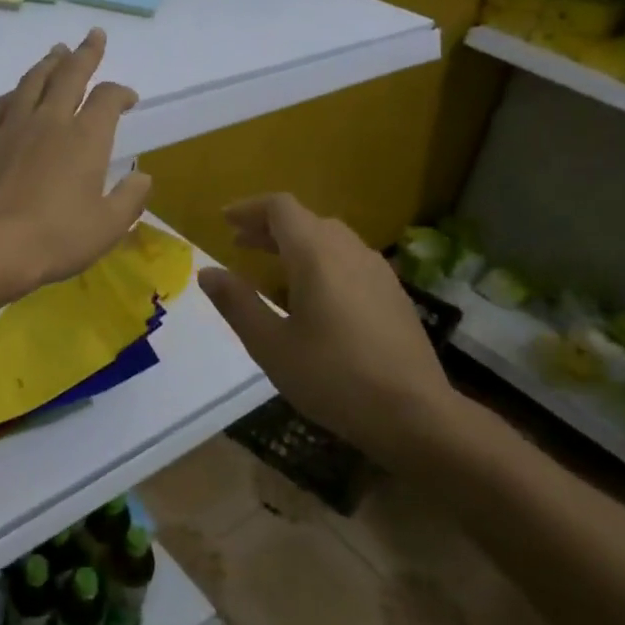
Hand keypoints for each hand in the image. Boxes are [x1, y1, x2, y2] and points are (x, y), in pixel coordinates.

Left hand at [0, 29, 152, 292]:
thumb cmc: (57, 238)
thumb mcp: (108, 226)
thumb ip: (130, 198)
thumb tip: (142, 176)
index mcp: (86, 138)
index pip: (107, 99)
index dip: (120, 92)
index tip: (128, 98)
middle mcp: (50, 121)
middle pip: (69, 75)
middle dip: (85, 53)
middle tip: (93, 36)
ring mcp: (12, 127)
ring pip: (32, 82)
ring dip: (48, 64)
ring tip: (56, 52)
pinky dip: (9, 96)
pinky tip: (12, 95)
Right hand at [198, 194, 459, 470]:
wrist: (416, 415)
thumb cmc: (333, 378)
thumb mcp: (270, 345)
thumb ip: (237, 303)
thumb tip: (207, 272)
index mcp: (316, 255)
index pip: (280, 208)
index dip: (249, 209)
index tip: (225, 221)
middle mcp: (349, 251)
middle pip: (305, 219)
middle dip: (269, 227)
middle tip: (240, 244)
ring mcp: (377, 270)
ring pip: (330, 237)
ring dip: (296, 242)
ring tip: (272, 267)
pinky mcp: (394, 293)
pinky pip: (349, 259)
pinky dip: (322, 260)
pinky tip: (314, 294)